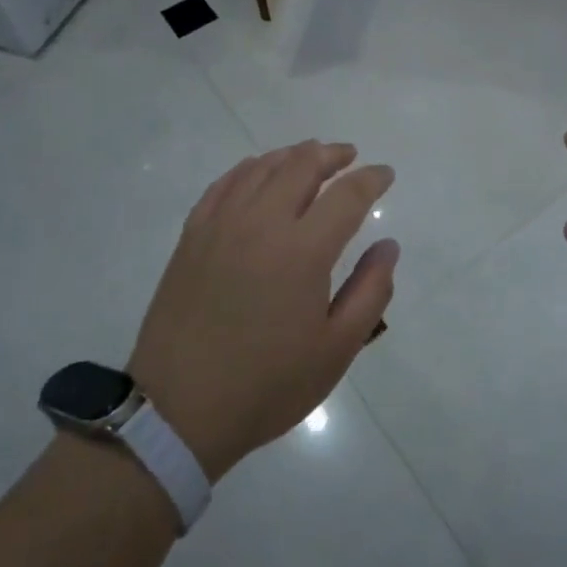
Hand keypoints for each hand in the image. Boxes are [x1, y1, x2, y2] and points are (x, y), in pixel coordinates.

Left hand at [128, 142, 395, 478]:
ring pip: (262, 167)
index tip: (386, 174)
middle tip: (350, 156)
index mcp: (303, 250)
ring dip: (293, 155)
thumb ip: (371, 291)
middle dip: (333, 155)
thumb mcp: (336, 349)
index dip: (372, 179)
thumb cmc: (267, 384)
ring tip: (311, 157)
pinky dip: (250, 168)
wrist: (178, 411)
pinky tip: (259, 171)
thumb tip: (388, 245)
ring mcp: (222, 225)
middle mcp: (262, 223)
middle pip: (302, 165)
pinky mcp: (193, 235)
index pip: (347, 194)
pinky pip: (224, 184)